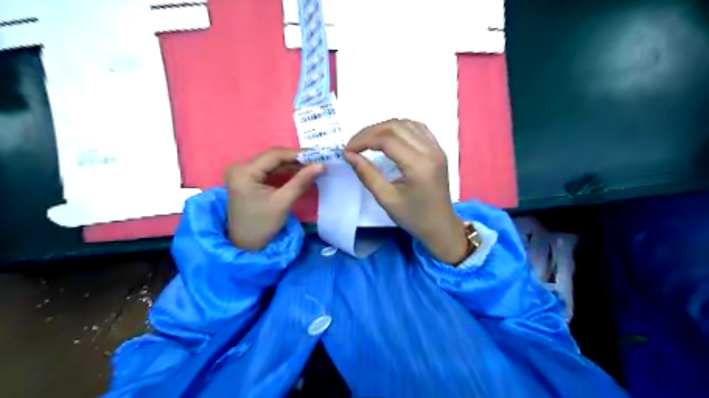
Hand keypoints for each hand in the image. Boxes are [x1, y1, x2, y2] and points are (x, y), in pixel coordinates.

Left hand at [224, 148, 322, 252]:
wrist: (246, 245)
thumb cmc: (262, 225)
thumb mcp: (283, 202)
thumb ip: (301, 181)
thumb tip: (322, 165)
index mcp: (244, 171)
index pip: (274, 155)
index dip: (298, 154)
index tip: (319, 156)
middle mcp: (240, 167)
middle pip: (273, 157)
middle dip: (296, 159)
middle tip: (318, 161)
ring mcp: (243, 172)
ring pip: (272, 163)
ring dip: (292, 165)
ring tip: (313, 167)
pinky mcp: (247, 179)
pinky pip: (269, 170)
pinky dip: (285, 172)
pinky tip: (300, 173)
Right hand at [344, 120, 468, 264]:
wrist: (440, 226)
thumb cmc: (413, 217)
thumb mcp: (386, 199)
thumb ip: (366, 174)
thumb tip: (348, 154)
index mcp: (419, 165)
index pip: (387, 139)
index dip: (363, 140)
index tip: (347, 150)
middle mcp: (431, 150)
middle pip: (396, 126)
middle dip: (370, 132)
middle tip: (354, 144)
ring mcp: (437, 148)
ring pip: (407, 123)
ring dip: (384, 128)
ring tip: (367, 140)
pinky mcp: (438, 149)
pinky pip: (418, 128)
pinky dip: (399, 128)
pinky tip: (389, 137)